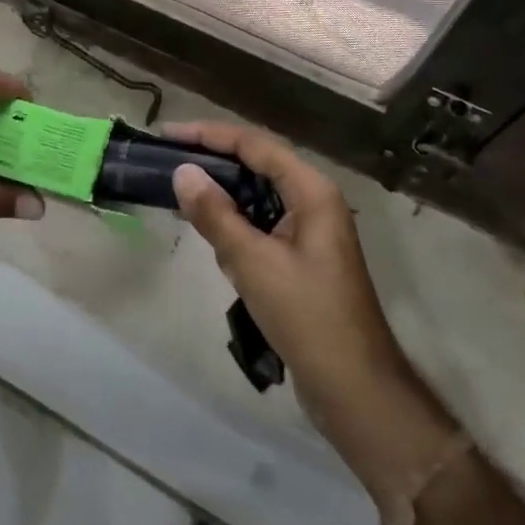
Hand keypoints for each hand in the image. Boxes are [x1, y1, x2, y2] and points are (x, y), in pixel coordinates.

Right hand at [168, 121, 454, 471]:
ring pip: (258, 196)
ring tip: (181, 193)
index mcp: (312, 191)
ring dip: (223, 196)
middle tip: (168, 160)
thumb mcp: (254, 262)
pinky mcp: (302, 257)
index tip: (168, 134)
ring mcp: (310, 230)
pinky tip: (212, 237)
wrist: (356, 391)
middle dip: (214, 162)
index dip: (209, 135)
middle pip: (257, 165)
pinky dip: (236, 225)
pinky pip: (262, 225)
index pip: (254, 145)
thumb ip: (216, 214)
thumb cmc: (307, 317)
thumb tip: (182, 172)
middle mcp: (314, 200)